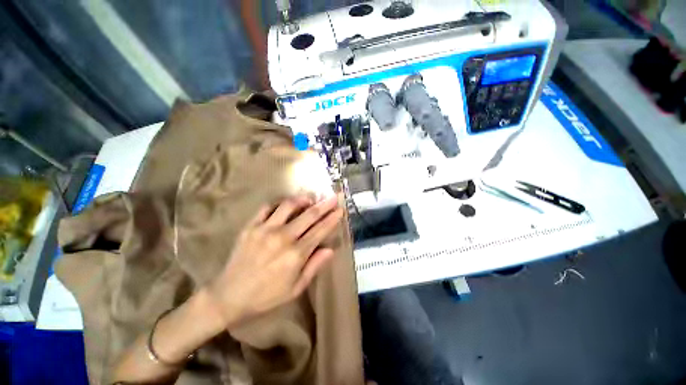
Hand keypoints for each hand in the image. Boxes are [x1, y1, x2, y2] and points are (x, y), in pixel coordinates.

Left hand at [206, 194, 343, 326]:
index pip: (320, 230)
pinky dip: (279, 203)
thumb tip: (330, 250)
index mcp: (296, 254)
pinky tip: (285, 205)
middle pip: (309, 215)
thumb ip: (314, 266)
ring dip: (303, 199)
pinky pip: (267, 207)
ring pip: (289, 205)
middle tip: (333, 197)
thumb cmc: (266, 296)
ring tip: (310, 198)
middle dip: (324, 204)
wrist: (229, 296)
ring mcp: (265, 229)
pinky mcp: (251, 226)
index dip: (332, 219)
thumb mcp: (295, 288)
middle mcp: (283, 237)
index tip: (340, 210)